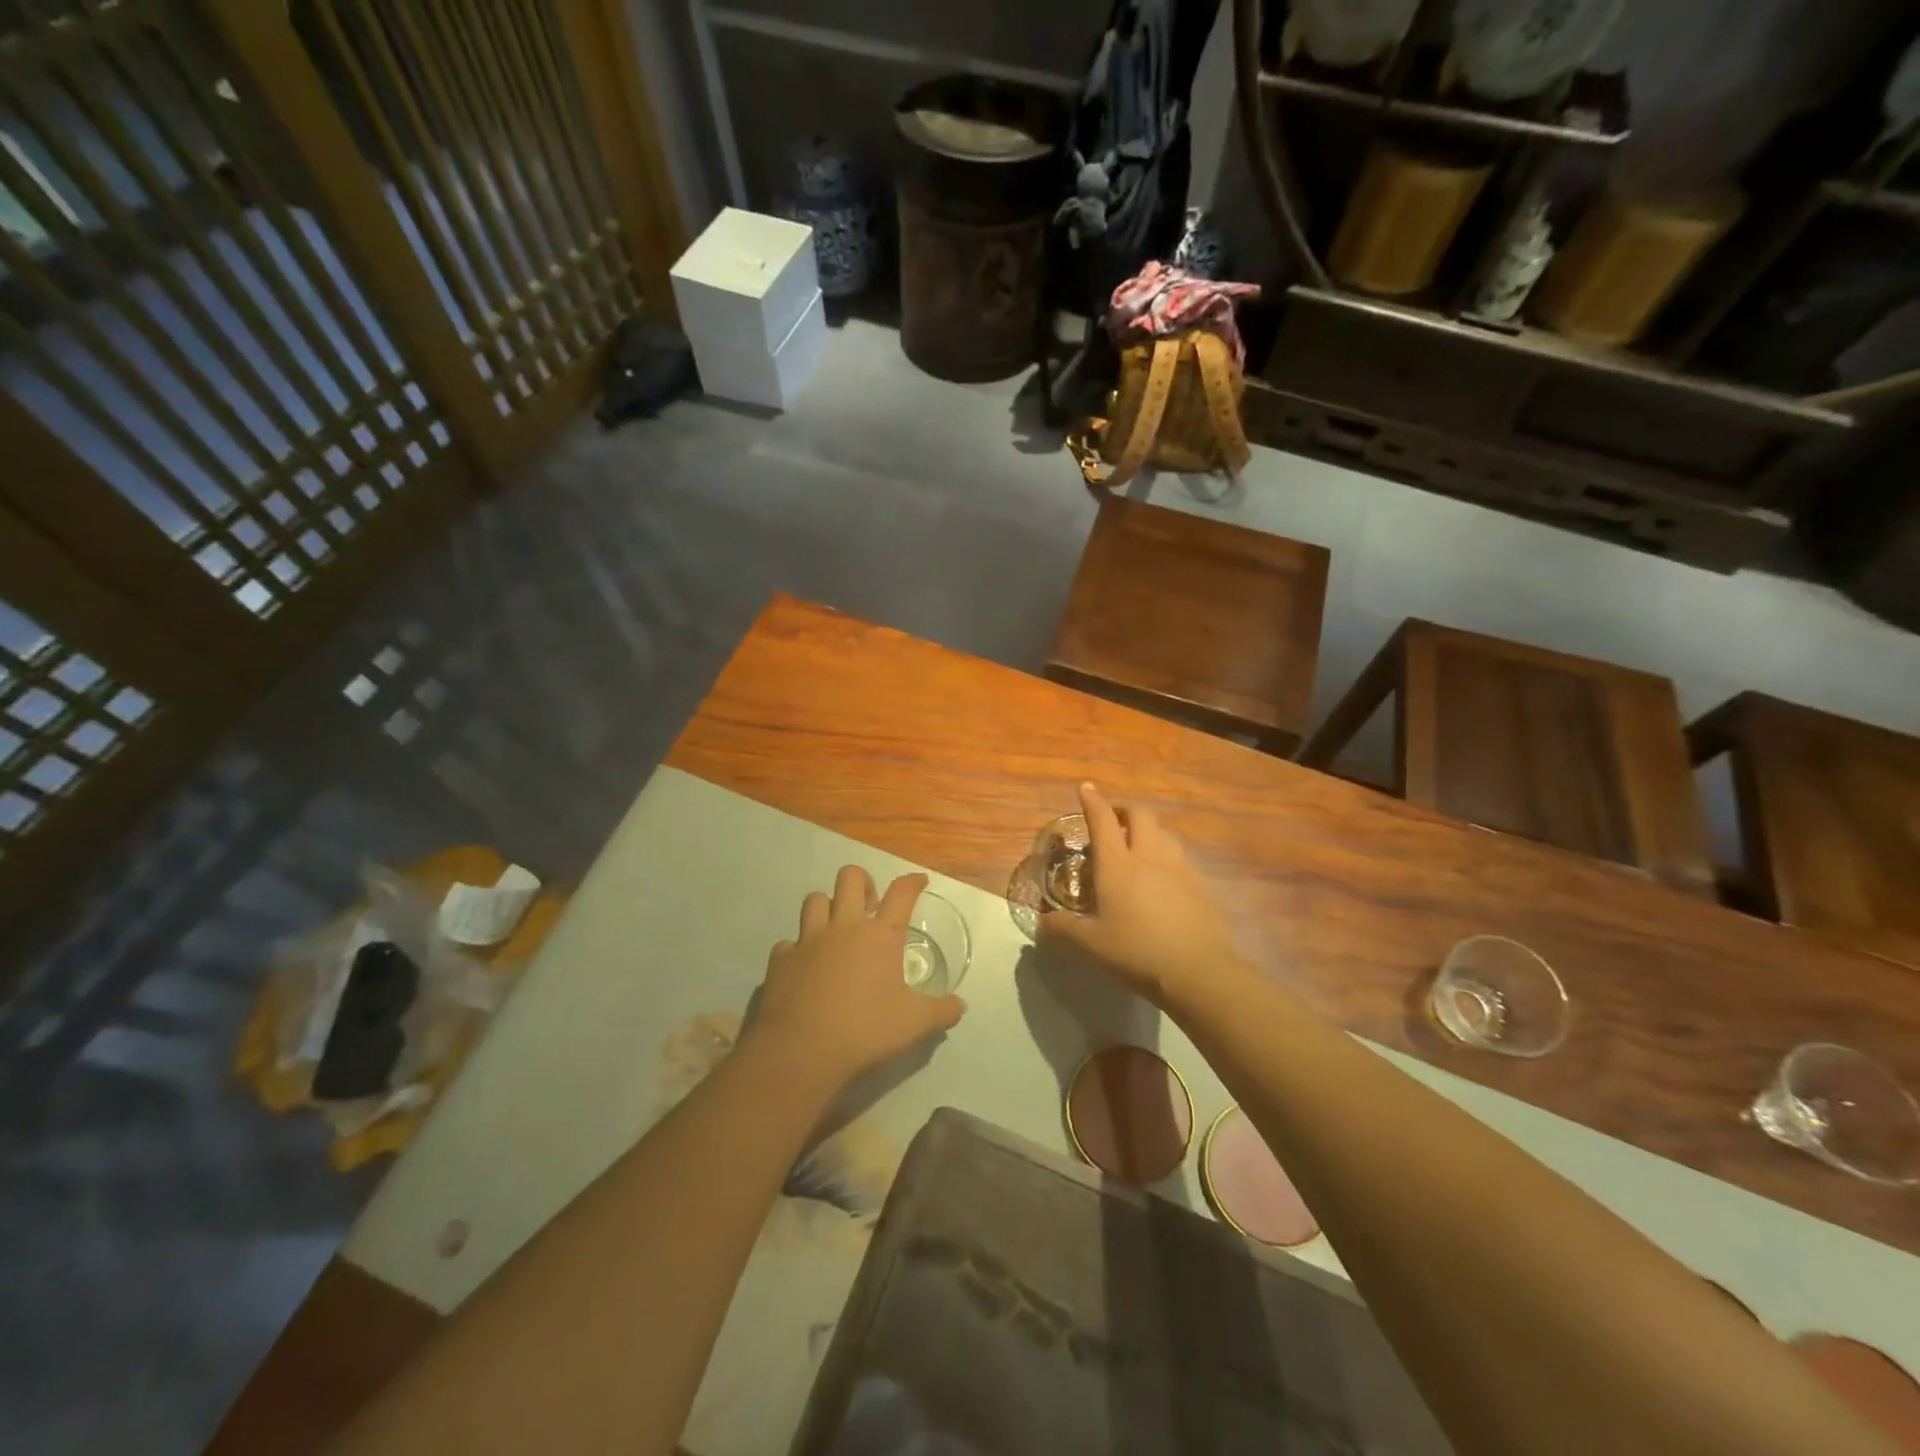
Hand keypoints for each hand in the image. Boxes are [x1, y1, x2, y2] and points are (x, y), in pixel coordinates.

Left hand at [745, 866, 965, 1093]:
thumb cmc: (865, 1031)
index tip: (918, 881)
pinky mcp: (780, 960)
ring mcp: (808, 940)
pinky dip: (798, 950)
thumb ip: (941, 1011)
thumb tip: (960, 1006)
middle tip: (869, 906)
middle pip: (850, 878)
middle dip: (862, 882)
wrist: (800, 1051)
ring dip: (827, 908)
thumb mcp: (915, 1025)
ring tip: (835, 930)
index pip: (901, 893)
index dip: (912, 882)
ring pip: (814, 900)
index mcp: (880, 936)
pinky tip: (805, 968)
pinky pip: (789, 943)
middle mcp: (843, 927)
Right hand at [1039, 783, 1242, 1003]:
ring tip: (1139, 846)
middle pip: (1140, 815)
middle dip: (1124, 810)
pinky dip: (1167, 856)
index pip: (1103, 821)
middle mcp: (1149, 857)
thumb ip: (1063, 930)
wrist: (1197, 971)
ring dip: (1149, 831)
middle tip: (1113, 821)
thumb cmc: (1137, 952)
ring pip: (1164, 833)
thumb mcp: (1091, 944)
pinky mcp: (1200, 885)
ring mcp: (1179, 869)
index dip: (1093, 801)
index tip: (1086, 788)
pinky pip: (1181, 858)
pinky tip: (1163, 879)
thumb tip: (1040, 925)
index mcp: (1118, 865)